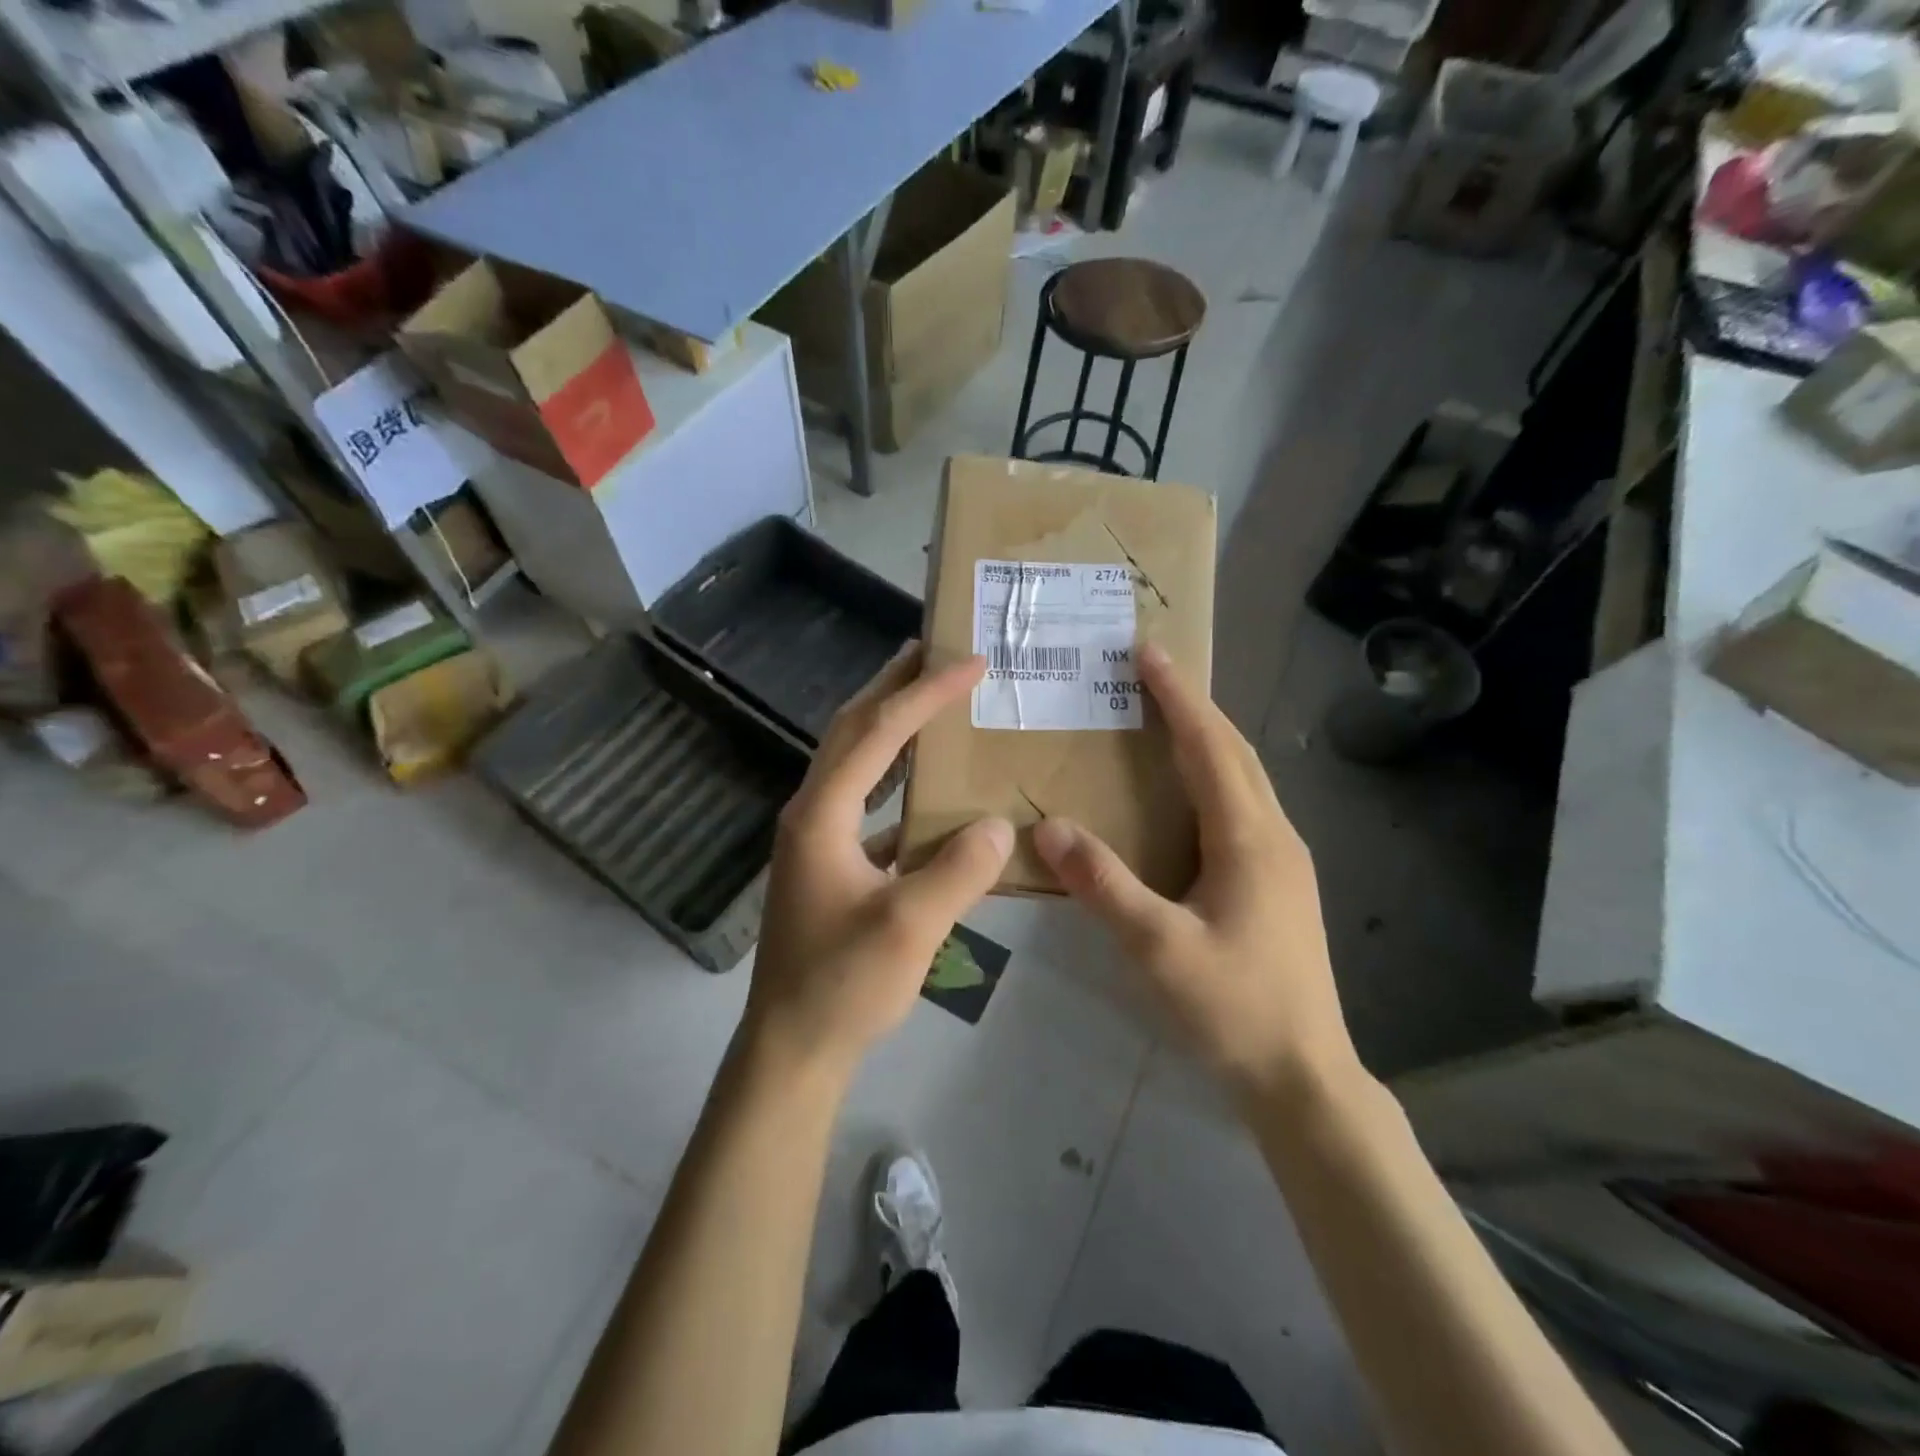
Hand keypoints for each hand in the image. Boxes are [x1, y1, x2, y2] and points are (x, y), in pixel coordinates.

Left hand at [745, 645, 1013, 1081]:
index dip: (924, 693)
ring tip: (928, 697)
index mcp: (822, 814)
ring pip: (853, 761)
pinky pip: (864, 800)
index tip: (968, 663)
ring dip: (888, 724)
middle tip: (934, 651)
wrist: (792, 1045)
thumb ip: (958, 870)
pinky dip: (894, 777)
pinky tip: (925, 785)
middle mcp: (811, 812)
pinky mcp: (828, 862)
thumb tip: (997, 824)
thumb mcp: (910, 927)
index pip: (877, 733)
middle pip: (851, 730)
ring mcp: (816, 837)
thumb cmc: (843, 984)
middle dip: (892, 686)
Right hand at [1033, 644, 1356, 1105]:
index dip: (1178, 696)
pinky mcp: (1279, 882)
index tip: (1148, 651)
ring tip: (1164, 717)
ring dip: (1207, 737)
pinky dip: (1213, 775)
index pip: (1209, 746)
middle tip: (1151, 671)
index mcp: (1248, 838)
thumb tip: (1047, 827)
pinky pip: (1243, 805)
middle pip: (1234, 751)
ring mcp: (1284, 859)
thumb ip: (1103, 884)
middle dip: (1194, 705)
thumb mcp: (1157, 948)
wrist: (1303, 1075)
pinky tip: (1187, 793)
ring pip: (1244, 777)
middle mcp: (1274, 834)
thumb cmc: (1232, 1008)